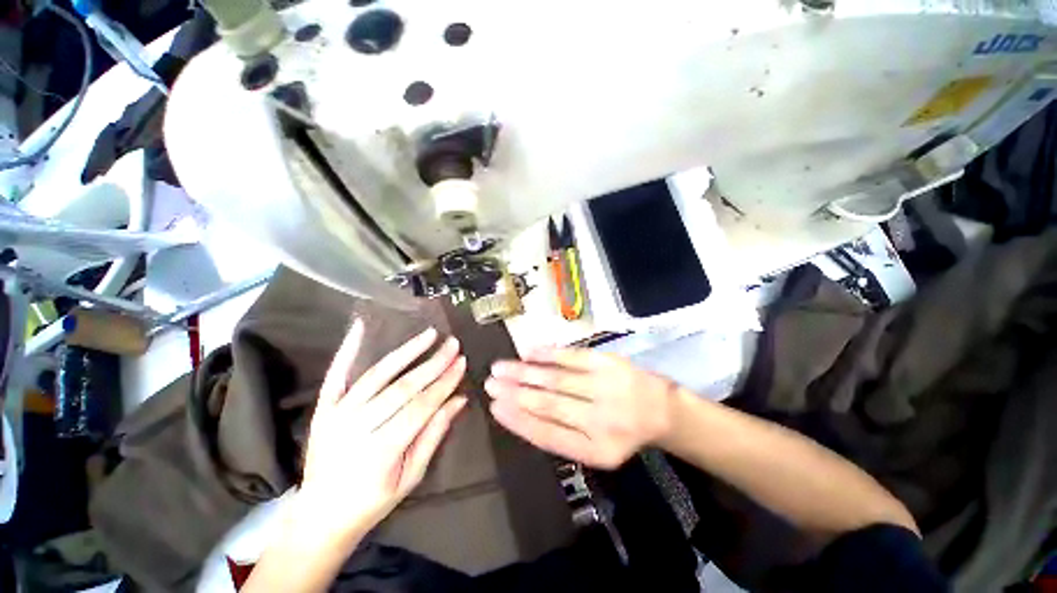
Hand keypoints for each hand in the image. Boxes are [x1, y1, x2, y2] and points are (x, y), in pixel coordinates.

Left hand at [299, 321, 467, 542]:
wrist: (320, 516)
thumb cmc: (372, 502)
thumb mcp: (411, 477)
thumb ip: (434, 435)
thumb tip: (459, 400)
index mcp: (382, 450)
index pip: (422, 406)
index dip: (445, 383)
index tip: (462, 363)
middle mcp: (358, 427)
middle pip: (404, 387)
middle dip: (434, 364)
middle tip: (454, 344)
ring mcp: (337, 414)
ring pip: (378, 375)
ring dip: (407, 351)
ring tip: (429, 334)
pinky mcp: (324, 408)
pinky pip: (336, 374)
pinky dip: (348, 349)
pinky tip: (361, 326)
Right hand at [485, 348, 674, 468]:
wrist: (661, 410)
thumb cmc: (622, 432)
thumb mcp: (596, 449)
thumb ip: (561, 437)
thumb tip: (520, 415)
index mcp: (595, 450)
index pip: (547, 435)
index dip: (517, 420)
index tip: (495, 407)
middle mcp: (600, 420)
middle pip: (548, 404)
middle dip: (514, 393)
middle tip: (489, 383)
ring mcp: (604, 387)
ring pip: (555, 379)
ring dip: (524, 372)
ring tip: (500, 368)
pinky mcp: (607, 363)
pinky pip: (572, 356)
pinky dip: (547, 353)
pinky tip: (527, 351)